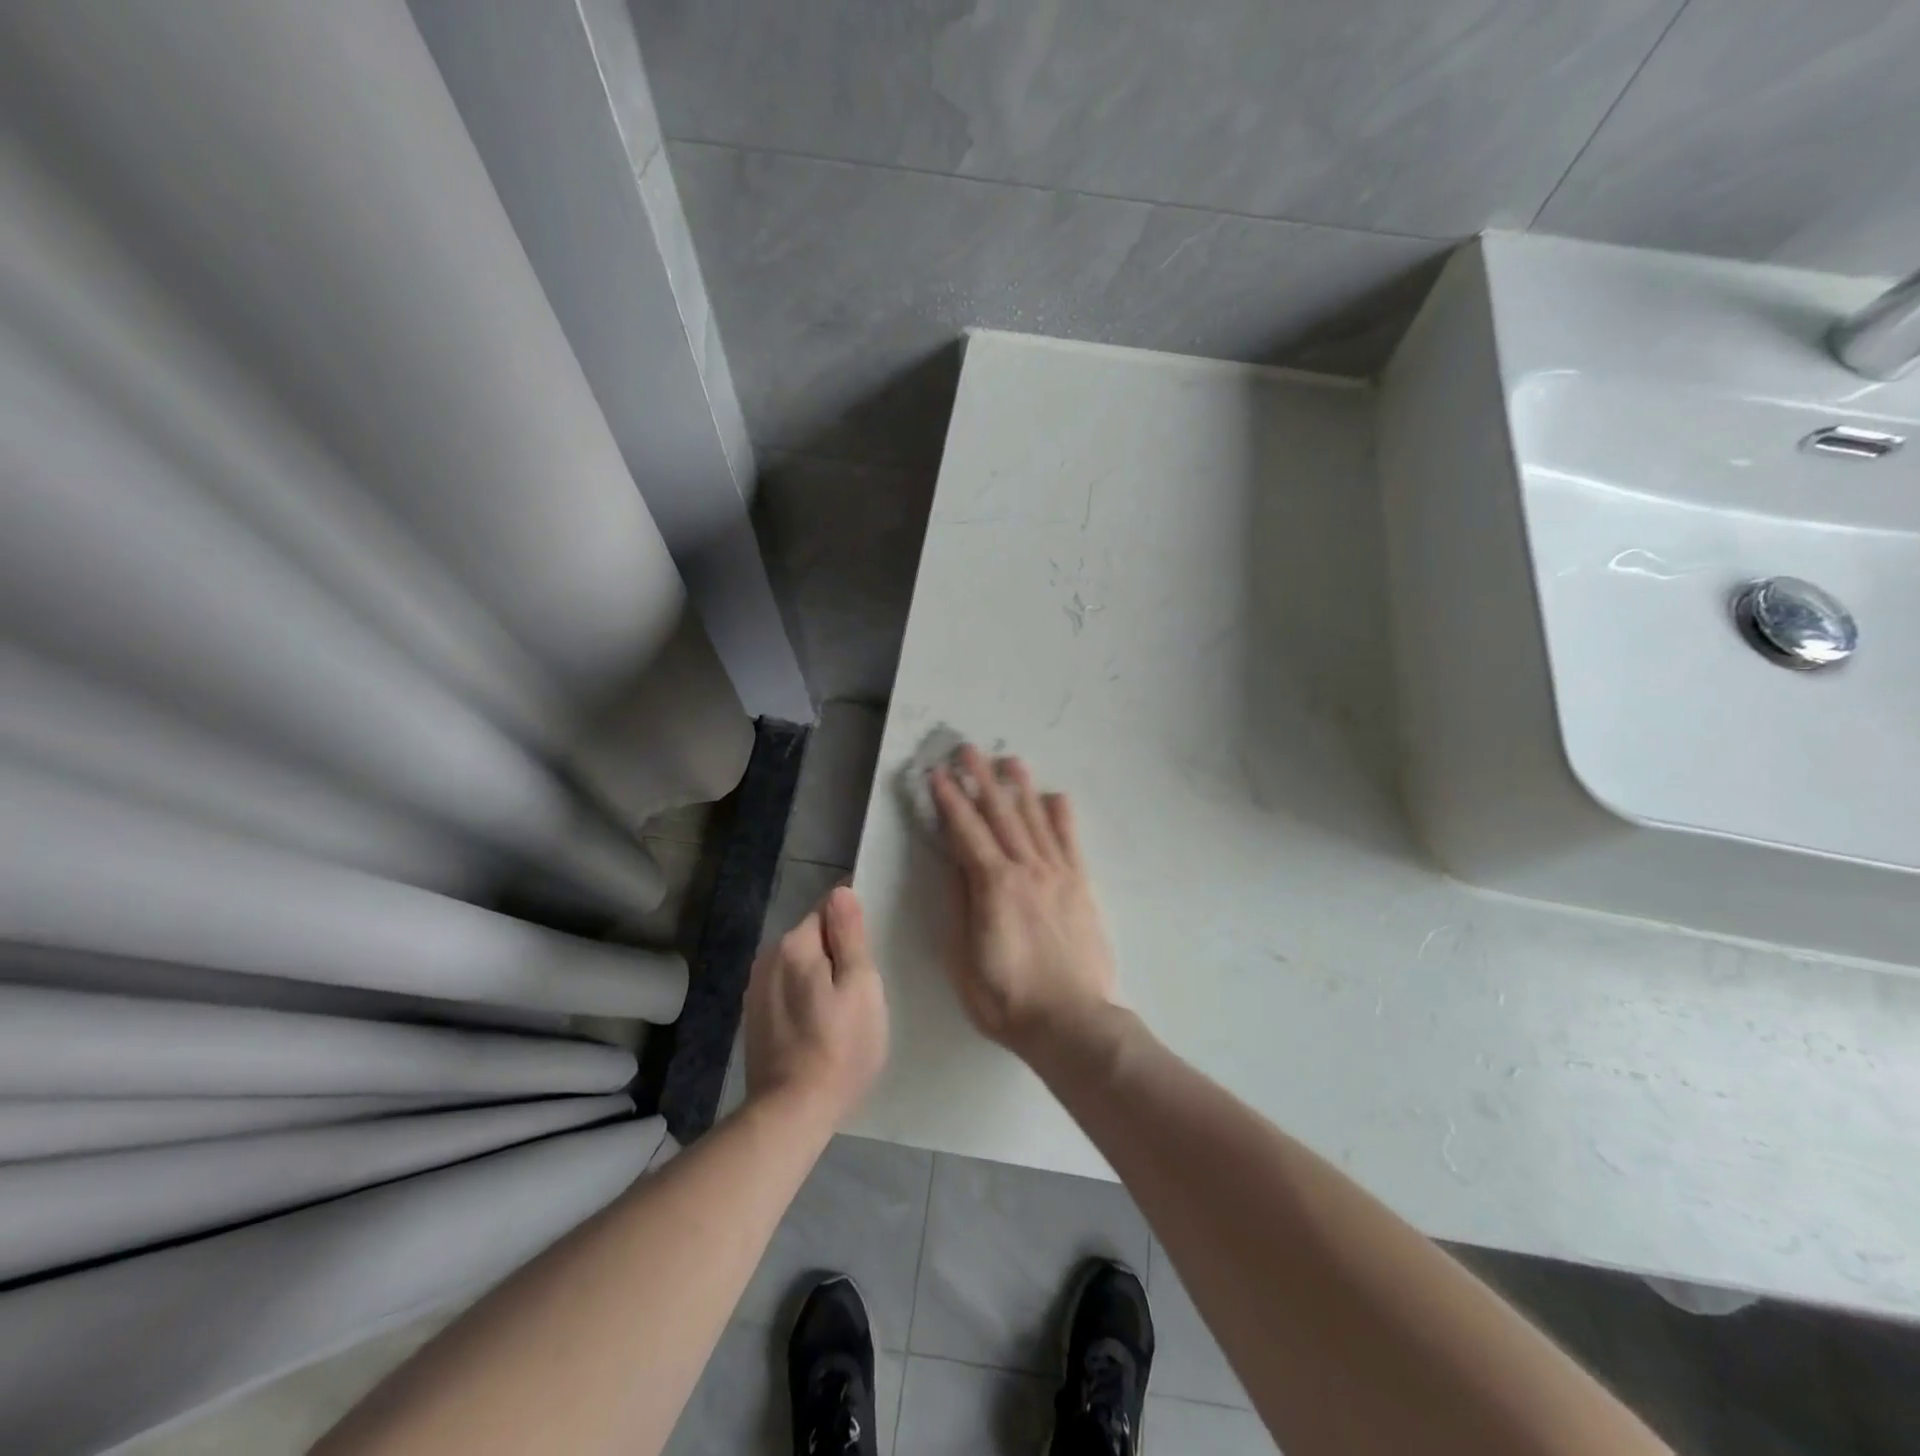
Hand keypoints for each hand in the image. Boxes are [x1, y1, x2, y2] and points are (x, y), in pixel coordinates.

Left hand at [743, 886, 888, 1125]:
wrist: (790, 1113)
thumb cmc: (840, 1048)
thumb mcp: (860, 987)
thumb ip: (850, 935)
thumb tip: (841, 891)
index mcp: (795, 944)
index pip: (828, 909)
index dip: (853, 921)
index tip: (872, 942)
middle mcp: (768, 958)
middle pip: (813, 936)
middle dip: (837, 950)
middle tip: (865, 983)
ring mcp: (757, 989)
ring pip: (800, 964)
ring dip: (820, 974)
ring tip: (844, 1006)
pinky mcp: (755, 1017)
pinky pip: (787, 988)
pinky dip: (805, 995)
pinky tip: (820, 1024)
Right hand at [930, 745, 1117, 1058]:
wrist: (1073, 1022)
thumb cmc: (1008, 999)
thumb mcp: (963, 960)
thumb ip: (960, 906)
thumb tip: (956, 865)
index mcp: (993, 885)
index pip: (965, 831)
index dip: (950, 800)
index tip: (938, 774)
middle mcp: (1026, 869)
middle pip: (1000, 814)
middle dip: (981, 779)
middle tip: (968, 749)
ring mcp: (1058, 874)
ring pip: (1035, 820)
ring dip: (1020, 788)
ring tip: (1010, 760)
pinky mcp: (1081, 886)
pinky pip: (1070, 841)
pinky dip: (1062, 816)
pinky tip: (1055, 796)